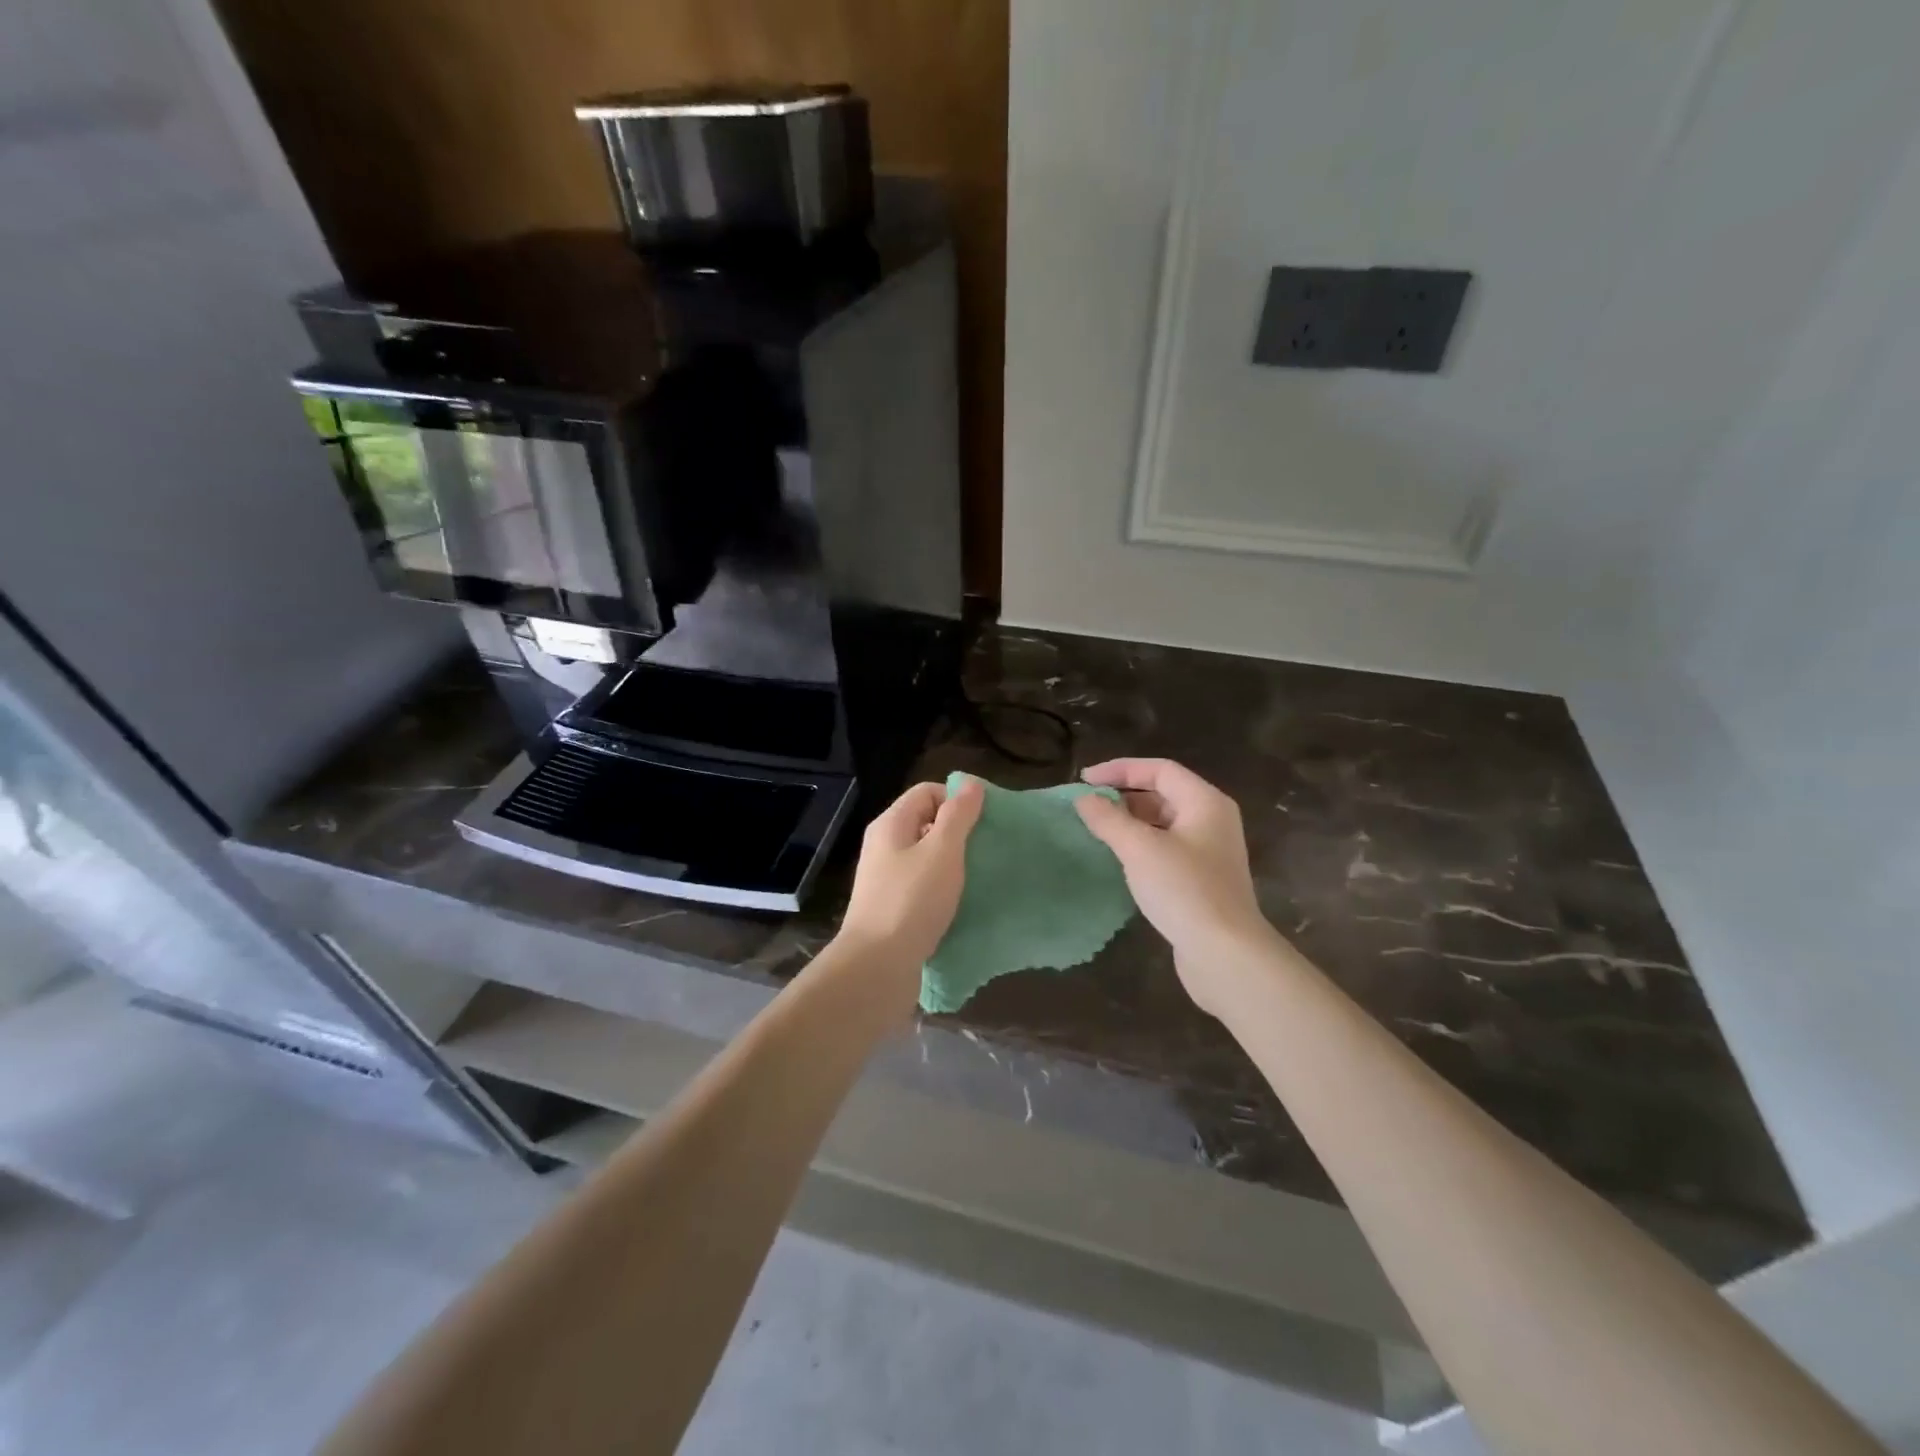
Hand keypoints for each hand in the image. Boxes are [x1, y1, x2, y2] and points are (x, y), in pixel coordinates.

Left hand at [835, 777, 984, 997]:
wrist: (877, 966)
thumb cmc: (912, 901)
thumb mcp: (942, 851)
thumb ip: (958, 816)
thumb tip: (970, 783)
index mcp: (891, 825)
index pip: (927, 792)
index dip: (957, 799)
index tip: (985, 820)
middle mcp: (884, 846)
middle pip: (926, 823)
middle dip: (959, 832)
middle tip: (987, 849)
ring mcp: (886, 879)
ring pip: (926, 857)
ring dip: (953, 863)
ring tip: (980, 876)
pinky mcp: (892, 908)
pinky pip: (923, 886)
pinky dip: (943, 889)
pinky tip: (962, 903)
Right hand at [1075, 759, 1274, 1014]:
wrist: (1225, 954)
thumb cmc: (1184, 889)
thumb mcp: (1139, 848)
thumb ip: (1108, 819)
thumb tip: (1084, 798)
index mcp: (1205, 802)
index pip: (1159, 769)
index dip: (1120, 769)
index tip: (1084, 780)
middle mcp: (1212, 821)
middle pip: (1163, 794)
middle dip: (1124, 796)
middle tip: (1088, 806)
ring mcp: (1209, 852)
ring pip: (1163, 824)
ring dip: (1130, 823)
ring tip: (1097, 831)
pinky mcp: (1202, 881)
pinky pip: (1166, 850)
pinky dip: (1140, 847)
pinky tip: (1119, 861)